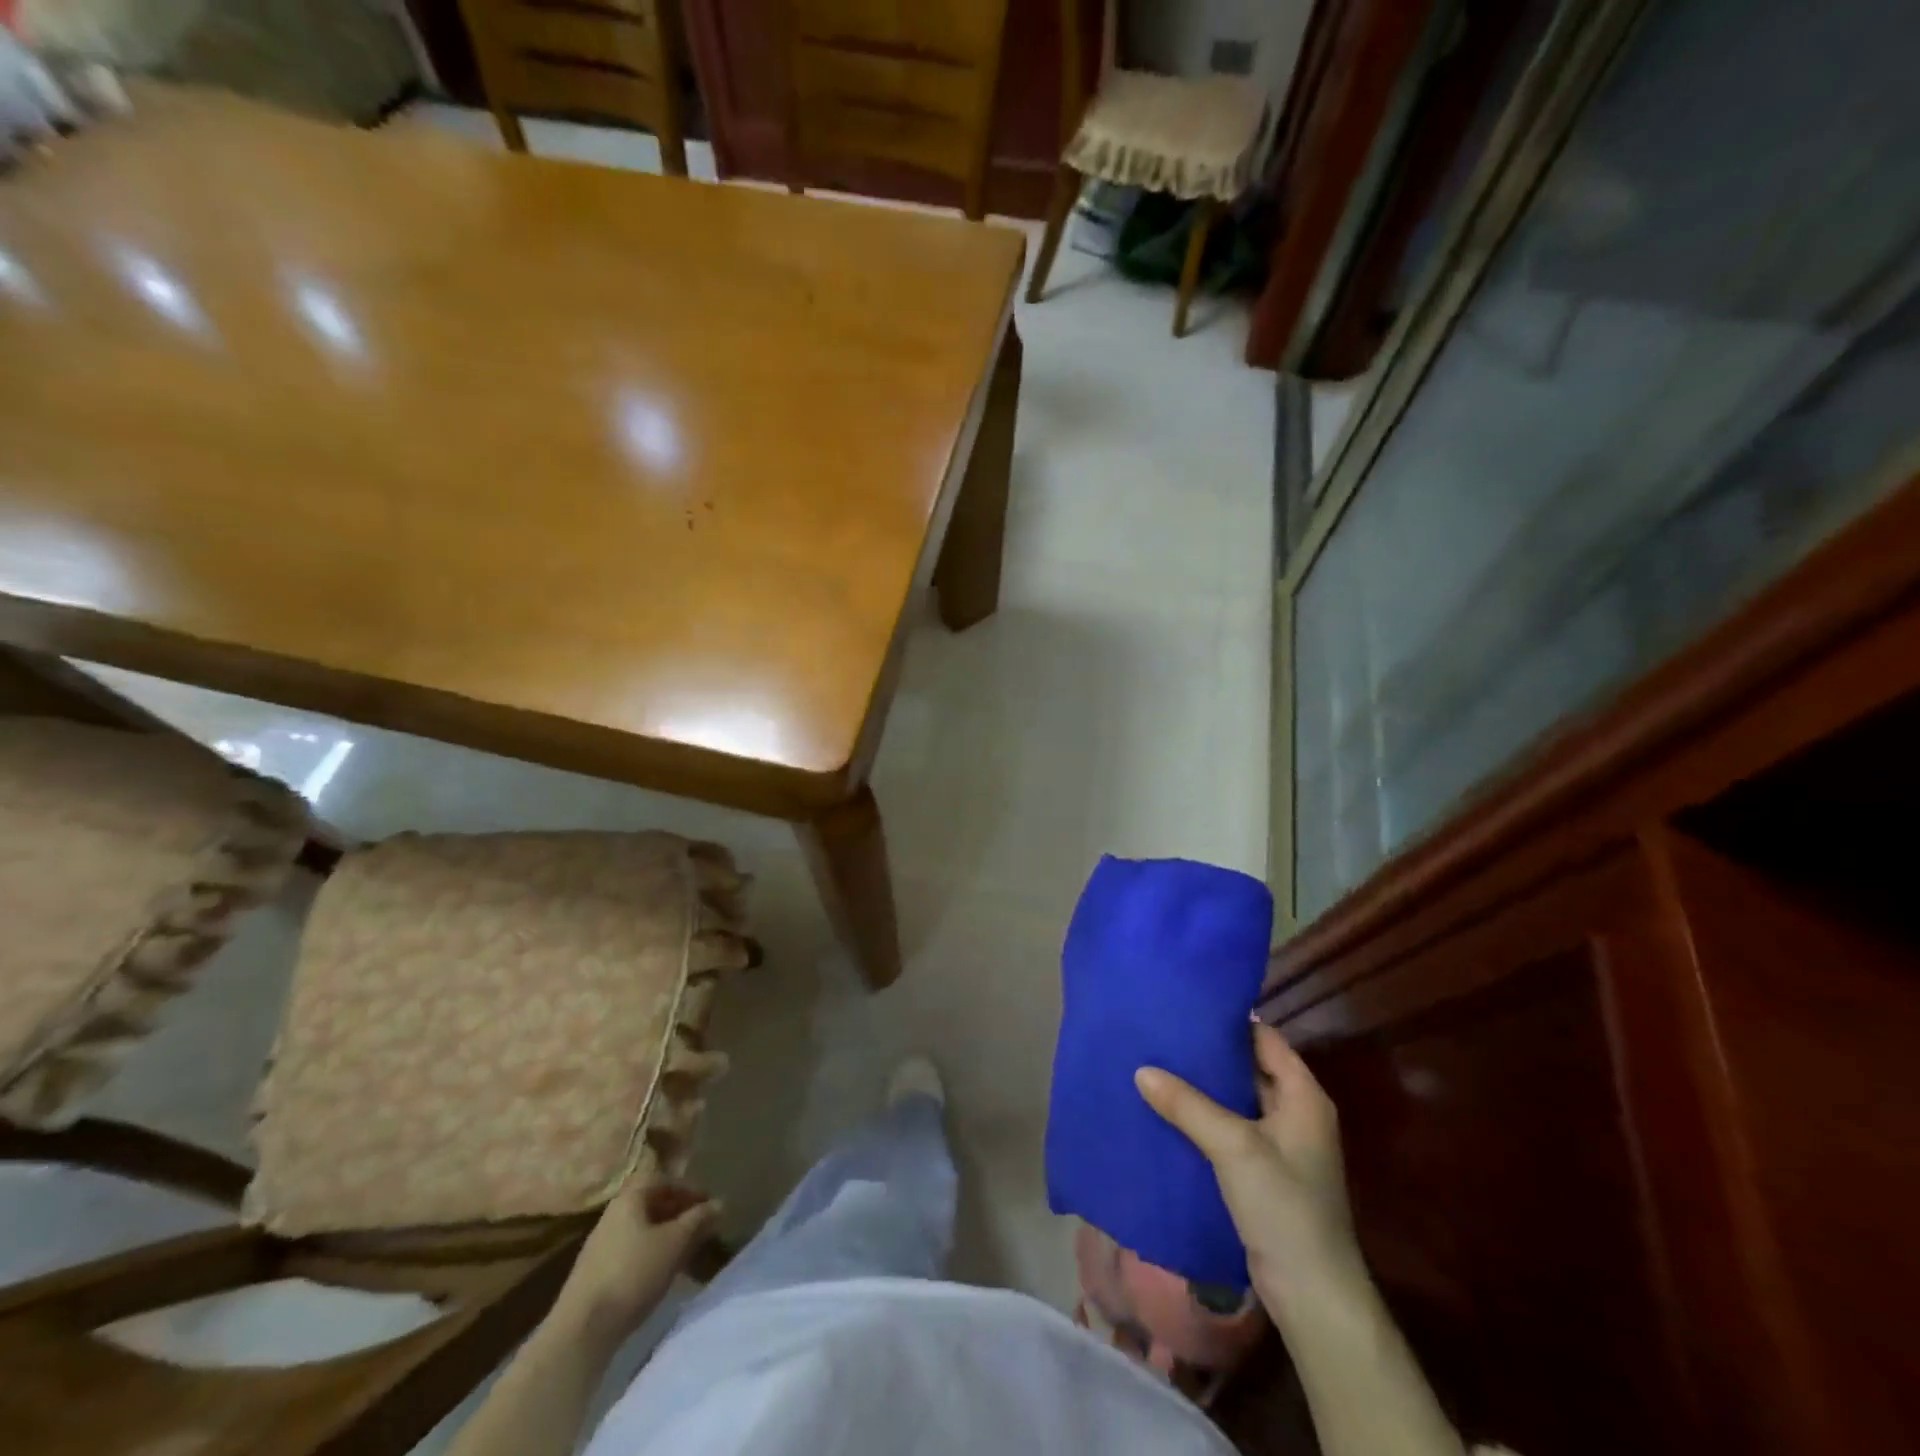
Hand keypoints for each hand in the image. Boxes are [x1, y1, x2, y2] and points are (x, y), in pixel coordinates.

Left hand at [551, 1181, 719, 1344]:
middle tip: (701, 1228)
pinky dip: (651, 1255)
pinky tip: (661, 1274)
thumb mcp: (674, 1243)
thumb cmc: (633, 1274)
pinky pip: (631, 1252)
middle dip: (679, 1214)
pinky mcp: (595, 1274)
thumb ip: (698, 1220)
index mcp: (629, 1198)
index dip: (689, 1190)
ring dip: (666, 1236)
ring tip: (686, 1253)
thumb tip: (720, 1203)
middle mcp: (612, 1215)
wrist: (581, 1331)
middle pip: (652, 1205)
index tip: (709, 1206)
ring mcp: (600, 1246)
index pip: (664, 1181)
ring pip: (642, 1230)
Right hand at [1136, 1022, 1363, 1319]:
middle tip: (1162, 1031)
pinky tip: (1167, 1111)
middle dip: (1208, 1052)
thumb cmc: (1284, 1207)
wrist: (1313, 1296)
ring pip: (1235, 1100)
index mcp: (1303, 1096)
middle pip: (1248, 1067)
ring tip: (1156, 1063)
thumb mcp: (1234, 1147)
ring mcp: (1279, 1145)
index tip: (1187, 1003)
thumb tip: (1141, 1070)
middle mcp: (1295, 1113)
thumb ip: (1188, 1105)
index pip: (1265, 1038)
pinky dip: (1202, 1118)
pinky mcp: (1262, 1173)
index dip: (1230, 1020)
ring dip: (1202, 1087)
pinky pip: (1228, 1130)